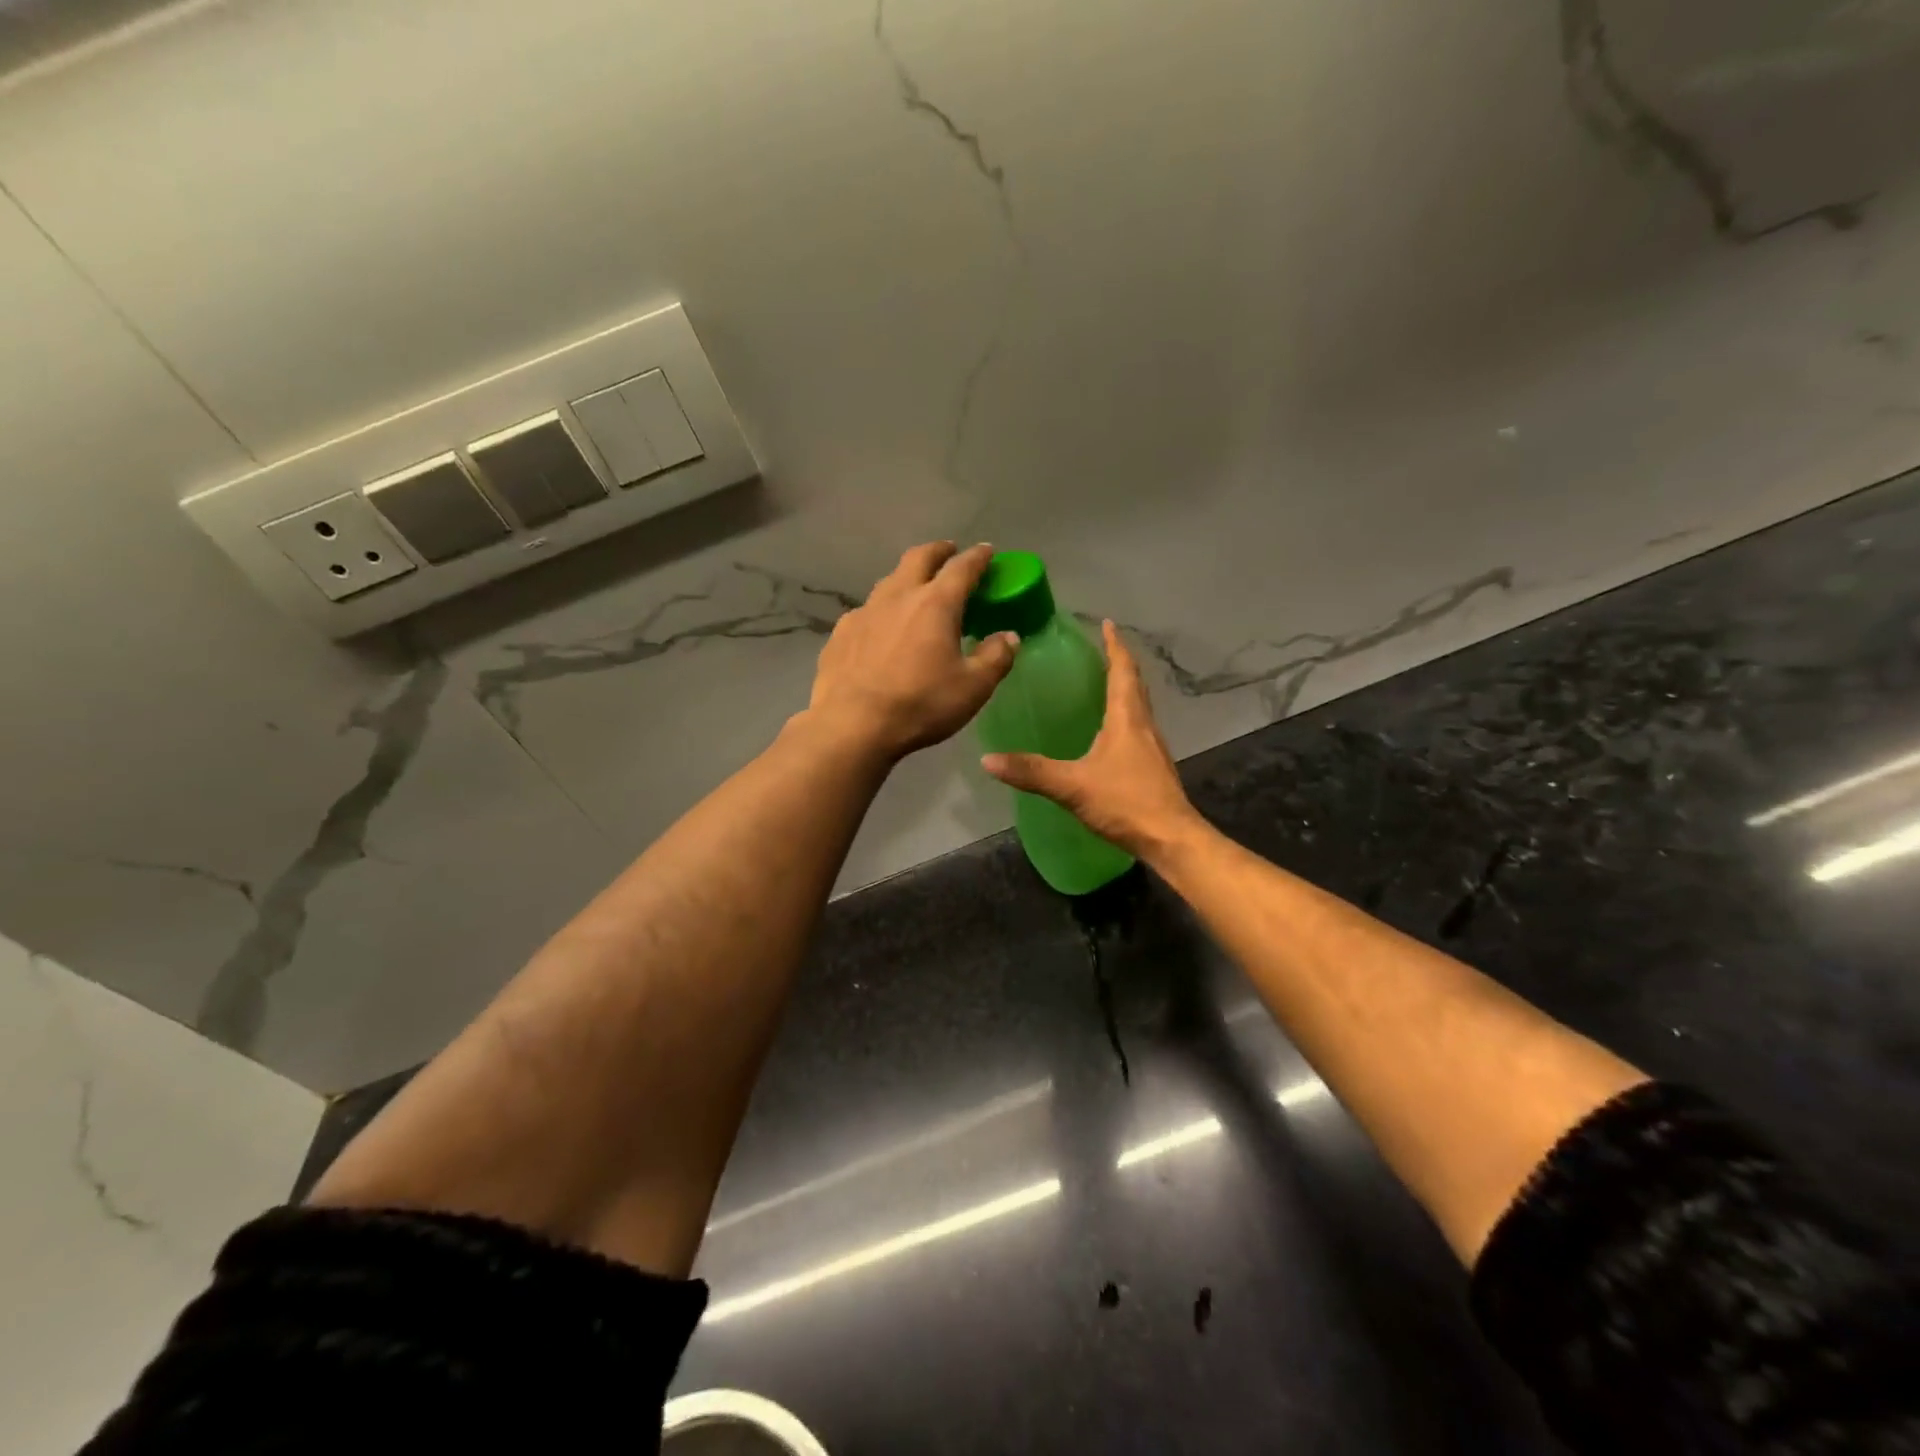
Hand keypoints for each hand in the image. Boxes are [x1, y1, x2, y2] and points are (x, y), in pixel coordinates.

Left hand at [806, 542, 1019, 760]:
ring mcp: (864, 612)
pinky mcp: (841, 633)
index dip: (978, 557)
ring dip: (907, 577)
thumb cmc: (920, 704)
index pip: (962, 567)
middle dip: (939, 551)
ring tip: (916, 590)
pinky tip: (881, 629)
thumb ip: (995, 658)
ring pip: (889, 581)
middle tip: (950, 552)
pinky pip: (866, 611)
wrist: (852, 725)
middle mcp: (898, 596)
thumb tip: (1008, 637)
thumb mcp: (973, 687)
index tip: (988, 551)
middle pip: (919, 558)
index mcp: (935, 603)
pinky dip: (882, 610)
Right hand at [981, 620, 1200, 859]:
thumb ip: (1032, 772)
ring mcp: (1152, 748)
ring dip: (1123, 689)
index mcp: (1127, 719)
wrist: (1171, 840)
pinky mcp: (1152, 768)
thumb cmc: (1126, 803)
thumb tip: (988, 759)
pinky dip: (1124, 716)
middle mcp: (1144, 726)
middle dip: (1119, 663)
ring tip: (1102, 683)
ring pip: (1138, 707)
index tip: (1108, 624)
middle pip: (1134, 685)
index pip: (1123, 671)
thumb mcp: (1073, 785)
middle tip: (1100, 649)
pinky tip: (1109, 732)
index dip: (1115, 646)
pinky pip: (1137, 728)